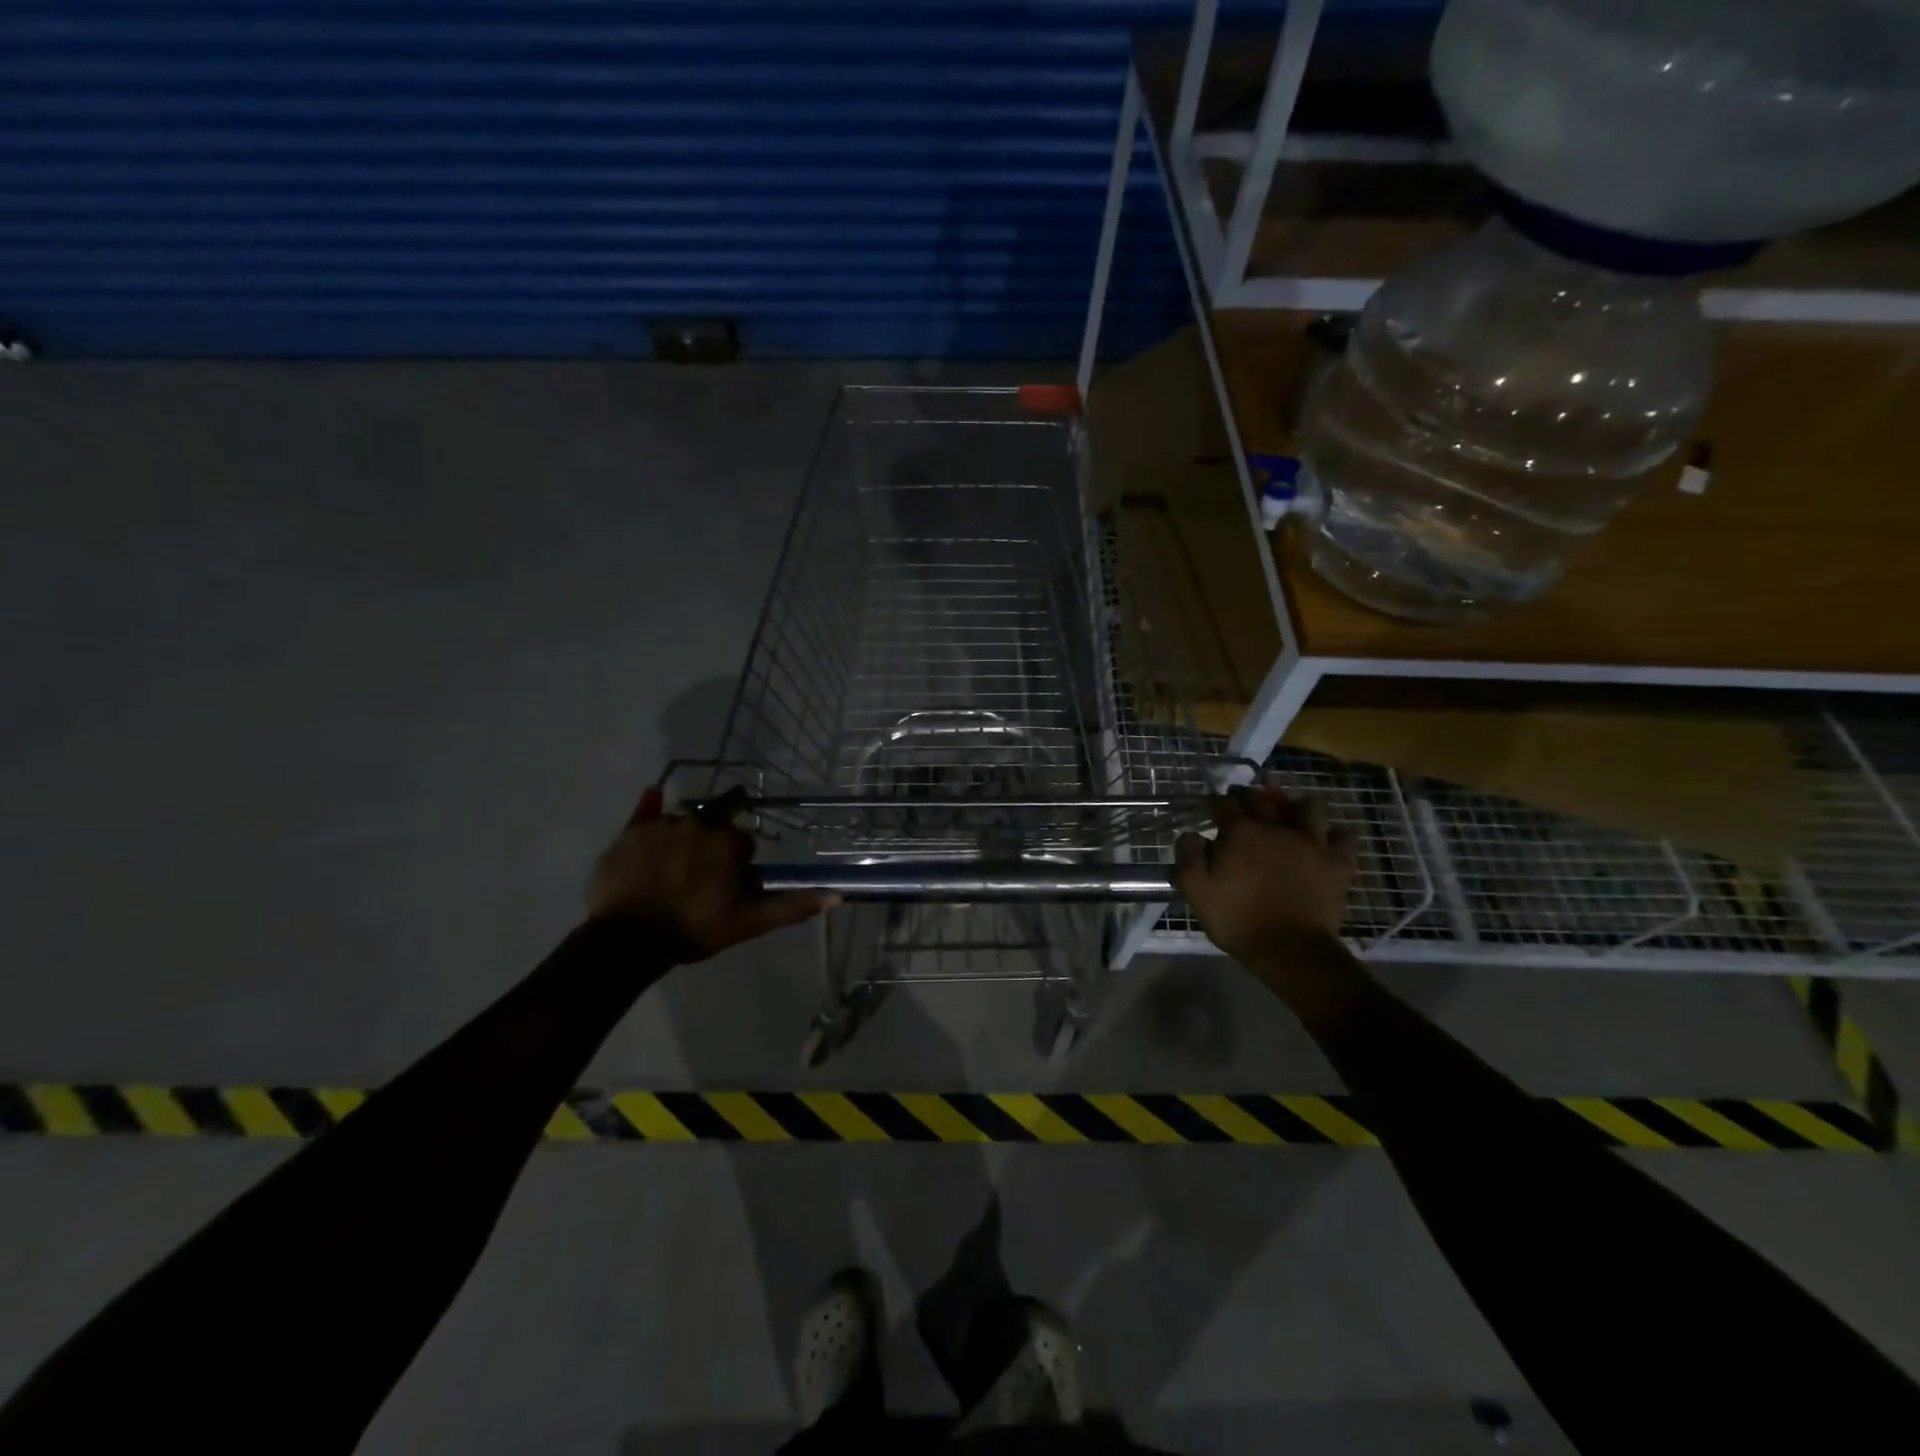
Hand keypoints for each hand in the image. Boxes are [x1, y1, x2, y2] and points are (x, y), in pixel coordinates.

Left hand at [586, 785, 836, 961]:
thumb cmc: (694, 929)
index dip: (738, 864)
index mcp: (727, 841)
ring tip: (672, 870)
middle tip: (701, 878)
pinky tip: (653, 795)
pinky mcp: (630, 832)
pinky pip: (645, 812)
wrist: (629, 941)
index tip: (728, 886)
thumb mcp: (749, 922)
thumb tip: (837, 894)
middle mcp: (697, 823)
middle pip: (713, 827)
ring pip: (683, 823)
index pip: (743, 843)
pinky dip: (651, 807)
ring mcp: (662, 825)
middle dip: (712, 846)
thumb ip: (792, 905)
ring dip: (685, 838)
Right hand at [1172, 774, 1356, 964]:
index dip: (1217, 802)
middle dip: (1251, 795)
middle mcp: (1276, 827)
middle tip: (1245, 802)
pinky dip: (1336, 835)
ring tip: (1291, 814)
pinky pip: (1344, 837)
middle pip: (1263, 798)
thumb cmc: (1237, 919)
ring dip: (1297, 806)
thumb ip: (1188, 856)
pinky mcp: (1337, 861)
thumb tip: (1191, 834)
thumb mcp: (1196, 890)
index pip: (1225, 803)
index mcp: (1240, 832)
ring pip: (1309, 807)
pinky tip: (1327, 840)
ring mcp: (1311, 842)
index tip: (1213, 808)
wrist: (1289, 949)